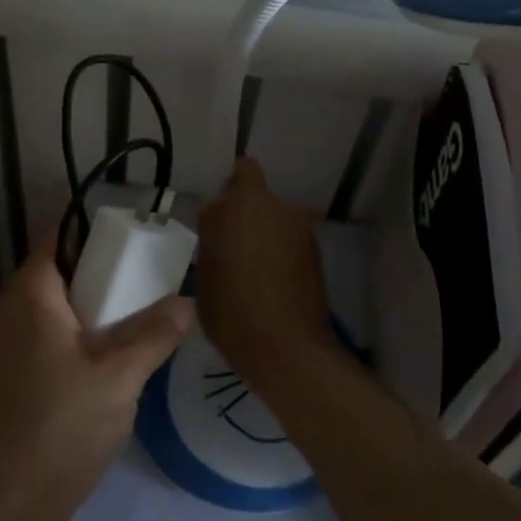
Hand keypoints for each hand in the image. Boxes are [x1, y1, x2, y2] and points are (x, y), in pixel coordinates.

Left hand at [0, 231, 193, 520]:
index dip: (97, 227)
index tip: (140, 231)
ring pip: (62, 308)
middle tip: (155, 273)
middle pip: (64, 269)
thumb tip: (187, 301)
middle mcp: (15, 309)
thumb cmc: (58, 426)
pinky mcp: (18, 378)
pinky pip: (56, 337)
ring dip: (101, 308)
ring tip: (147, 312)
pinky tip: (121, 358)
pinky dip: (87, 336)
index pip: (60, 234)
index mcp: (31, 291)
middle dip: (108, 270)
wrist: (3, 508)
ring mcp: (13, 346)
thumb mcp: (118, 376)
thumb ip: (155, 333)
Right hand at [197, 158, 334, 390]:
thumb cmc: (231, 311)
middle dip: (245, 212)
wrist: (286, 349)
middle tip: (231, 245)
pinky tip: (273, 281)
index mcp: (238, 204)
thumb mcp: (204, 273)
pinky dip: (281, 251)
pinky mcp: (315, 251)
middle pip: (256, 193)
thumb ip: (213, 239)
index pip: (240, 171)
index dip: (228, 191)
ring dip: (265, 231)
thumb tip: (221, 230)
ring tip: (253, 268)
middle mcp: (272, 205)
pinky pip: (289, 239)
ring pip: (275, 217)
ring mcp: (298, 227)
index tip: (217, 218)